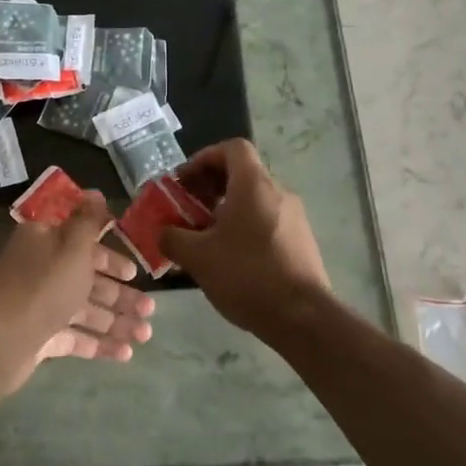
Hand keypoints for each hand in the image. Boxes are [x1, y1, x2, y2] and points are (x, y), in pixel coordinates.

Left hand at [0, 193, 154, 392]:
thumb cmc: (43, 286)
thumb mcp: (72, 246)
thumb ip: (88, 221)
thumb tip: (94, 192)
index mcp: (44, 241)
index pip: (81, 241)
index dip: (109, 255)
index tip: (134, 270)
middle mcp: (40, 269)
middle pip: (86, 278)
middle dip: (120, 294)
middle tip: (149, 309)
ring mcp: (39, 305)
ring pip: (84, 309)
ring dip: (116, 320)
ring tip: (146, 334)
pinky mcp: (39, 336)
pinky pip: (75, 336)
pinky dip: (99, 342)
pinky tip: (126, 353)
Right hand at [160, 140, 329, 336]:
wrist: (302, 318)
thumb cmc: (247, 275)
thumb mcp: (197, 257)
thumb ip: (172, 238)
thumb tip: (162, 232)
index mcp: (254, 185)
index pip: (232, 148)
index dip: (205, 157)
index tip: (185, 181)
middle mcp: (278, 193)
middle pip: (242, 174)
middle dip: (210, 187)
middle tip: (187, 210)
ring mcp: (294, 218)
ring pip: (254, 200)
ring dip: (226, 210)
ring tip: (204, 238)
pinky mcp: (301, 241)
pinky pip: (266, 221)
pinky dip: (245, 228)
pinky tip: (230, 258)